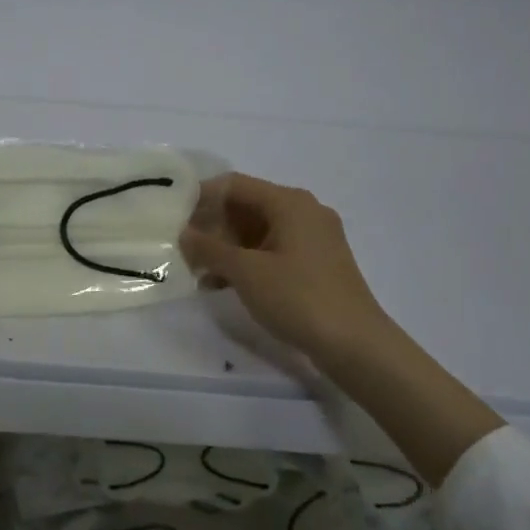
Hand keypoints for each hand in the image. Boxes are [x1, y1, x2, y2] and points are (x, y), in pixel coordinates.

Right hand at [180, 172, 394, 373]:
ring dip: (226, 247)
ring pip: (258, 231)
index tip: (173, 216)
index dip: (201, 197)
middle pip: (247, 206)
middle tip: (181, 246)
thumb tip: (183, 233)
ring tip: (196, 268)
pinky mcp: (316, 264)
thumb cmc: (298, 298)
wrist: (356, 345)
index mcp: (289, 202)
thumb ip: (210, 249)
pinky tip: (222, 284)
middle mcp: (304, 212)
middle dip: (212, 225)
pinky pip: (272, 251)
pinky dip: (247, 261)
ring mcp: (313, 239)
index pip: (234, 185)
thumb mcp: (246, 272)